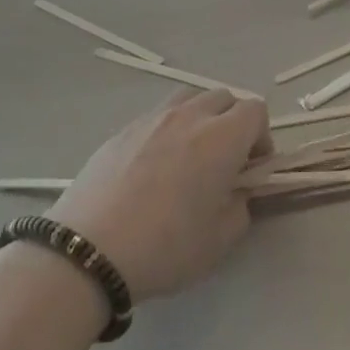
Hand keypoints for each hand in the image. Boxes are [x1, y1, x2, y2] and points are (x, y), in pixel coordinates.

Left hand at [50, 90, 270, 300]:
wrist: (88, 251)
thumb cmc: (164, 247)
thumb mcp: (219, 241)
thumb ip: (240, 207)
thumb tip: (236, 191)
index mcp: (222, 137)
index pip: (256, 111)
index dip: (261, 137)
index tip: (251, 169)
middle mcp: (191, 115)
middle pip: (225, 98)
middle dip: (233, 123)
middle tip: (224, 162)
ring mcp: (153, 118)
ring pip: (190, 98)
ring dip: (200, 118)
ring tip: (189, 155)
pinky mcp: (122, 129)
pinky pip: (157, 116)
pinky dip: (167, 130)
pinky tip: (151, 168)